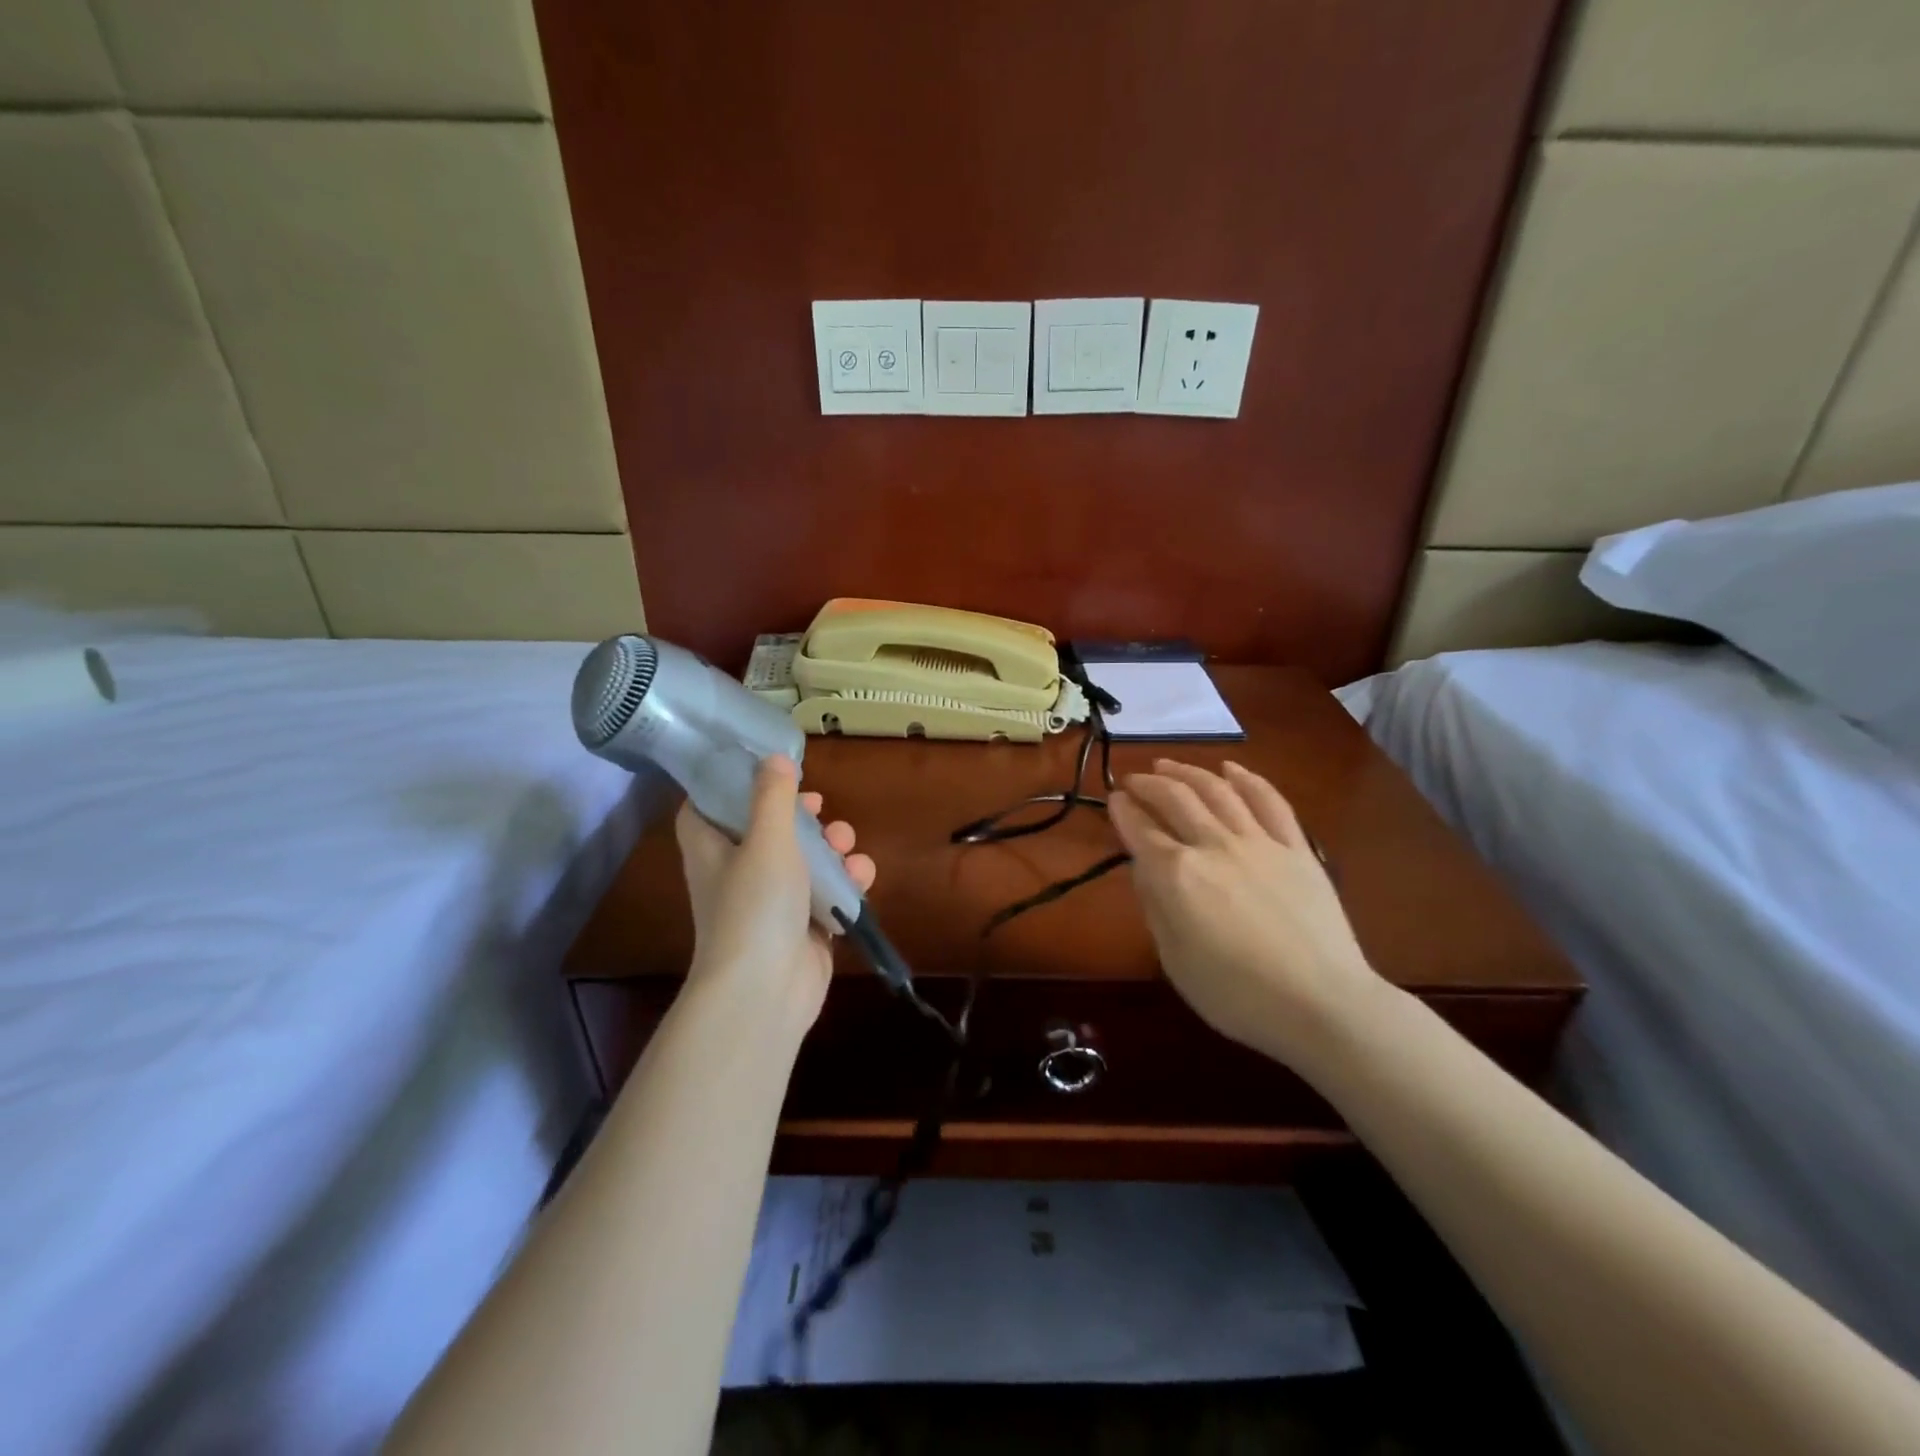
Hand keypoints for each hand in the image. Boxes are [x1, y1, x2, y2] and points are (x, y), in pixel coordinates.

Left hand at [674, 756, 874, 1037]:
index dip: (727, 785)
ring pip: (801, 861)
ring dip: (829, 847)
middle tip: (817, 805)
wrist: (765, 992)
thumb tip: (774, 758)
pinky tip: (860, 877)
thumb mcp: (766, 840)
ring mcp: (770, 903)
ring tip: (846, 844)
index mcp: (712, 850)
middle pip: (764, 830)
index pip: (705, 808)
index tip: (759, 768)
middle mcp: (736, 873)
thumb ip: (772, 797)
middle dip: (798, 816)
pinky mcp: (801, 927)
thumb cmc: (755, 907)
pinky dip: (843, 883)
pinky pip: (824, 894)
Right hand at [1108, 759, 1380, 1069]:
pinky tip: (1231, 768)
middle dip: (1149, 784)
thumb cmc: (1237, 995)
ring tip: (1169, 765)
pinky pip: (1269, 802)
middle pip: (1175, 798)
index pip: (1140, 830)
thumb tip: (1145, 867)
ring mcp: (1259, 842)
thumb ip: (1155, 906)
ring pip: (1217, 790)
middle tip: (1134, 779)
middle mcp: (1213, 845)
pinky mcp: (1297, 848)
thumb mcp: (1174, 960)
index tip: (1114, 798)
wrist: (1322, 1005)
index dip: (1123, 810)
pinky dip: (1247, 779)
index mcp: (1176, 875)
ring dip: (1188, 772)